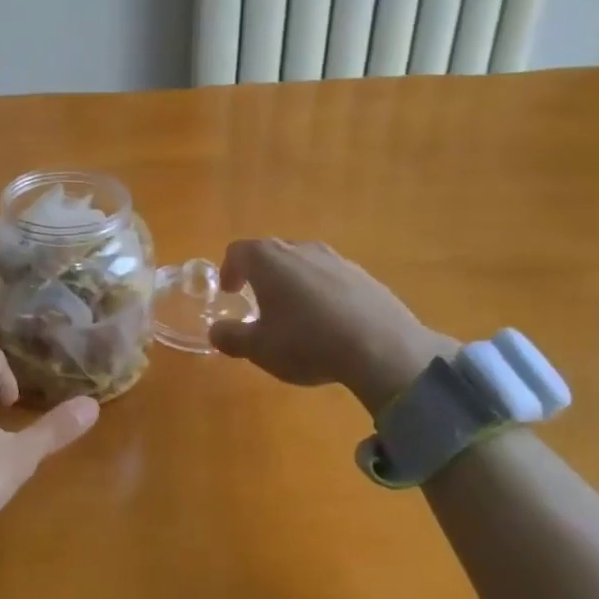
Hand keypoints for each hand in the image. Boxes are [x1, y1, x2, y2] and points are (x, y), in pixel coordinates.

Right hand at [208, 238, 458, 414]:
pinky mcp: (364, 275)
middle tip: (259, 303)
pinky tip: (330, 322)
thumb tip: (216, 330)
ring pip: (304, 263)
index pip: (238, 251)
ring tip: (296, 314)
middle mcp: (300, 249)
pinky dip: (322, 292)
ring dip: (293, 283)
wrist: (383, 348)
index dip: (229, 270)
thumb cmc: (307, 343)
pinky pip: (332, 277)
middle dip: (261, 275)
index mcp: (268, 259)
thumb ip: (232, 337)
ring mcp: (336, 259)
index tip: (231, 292)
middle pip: (272, 253)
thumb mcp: (260, 349)